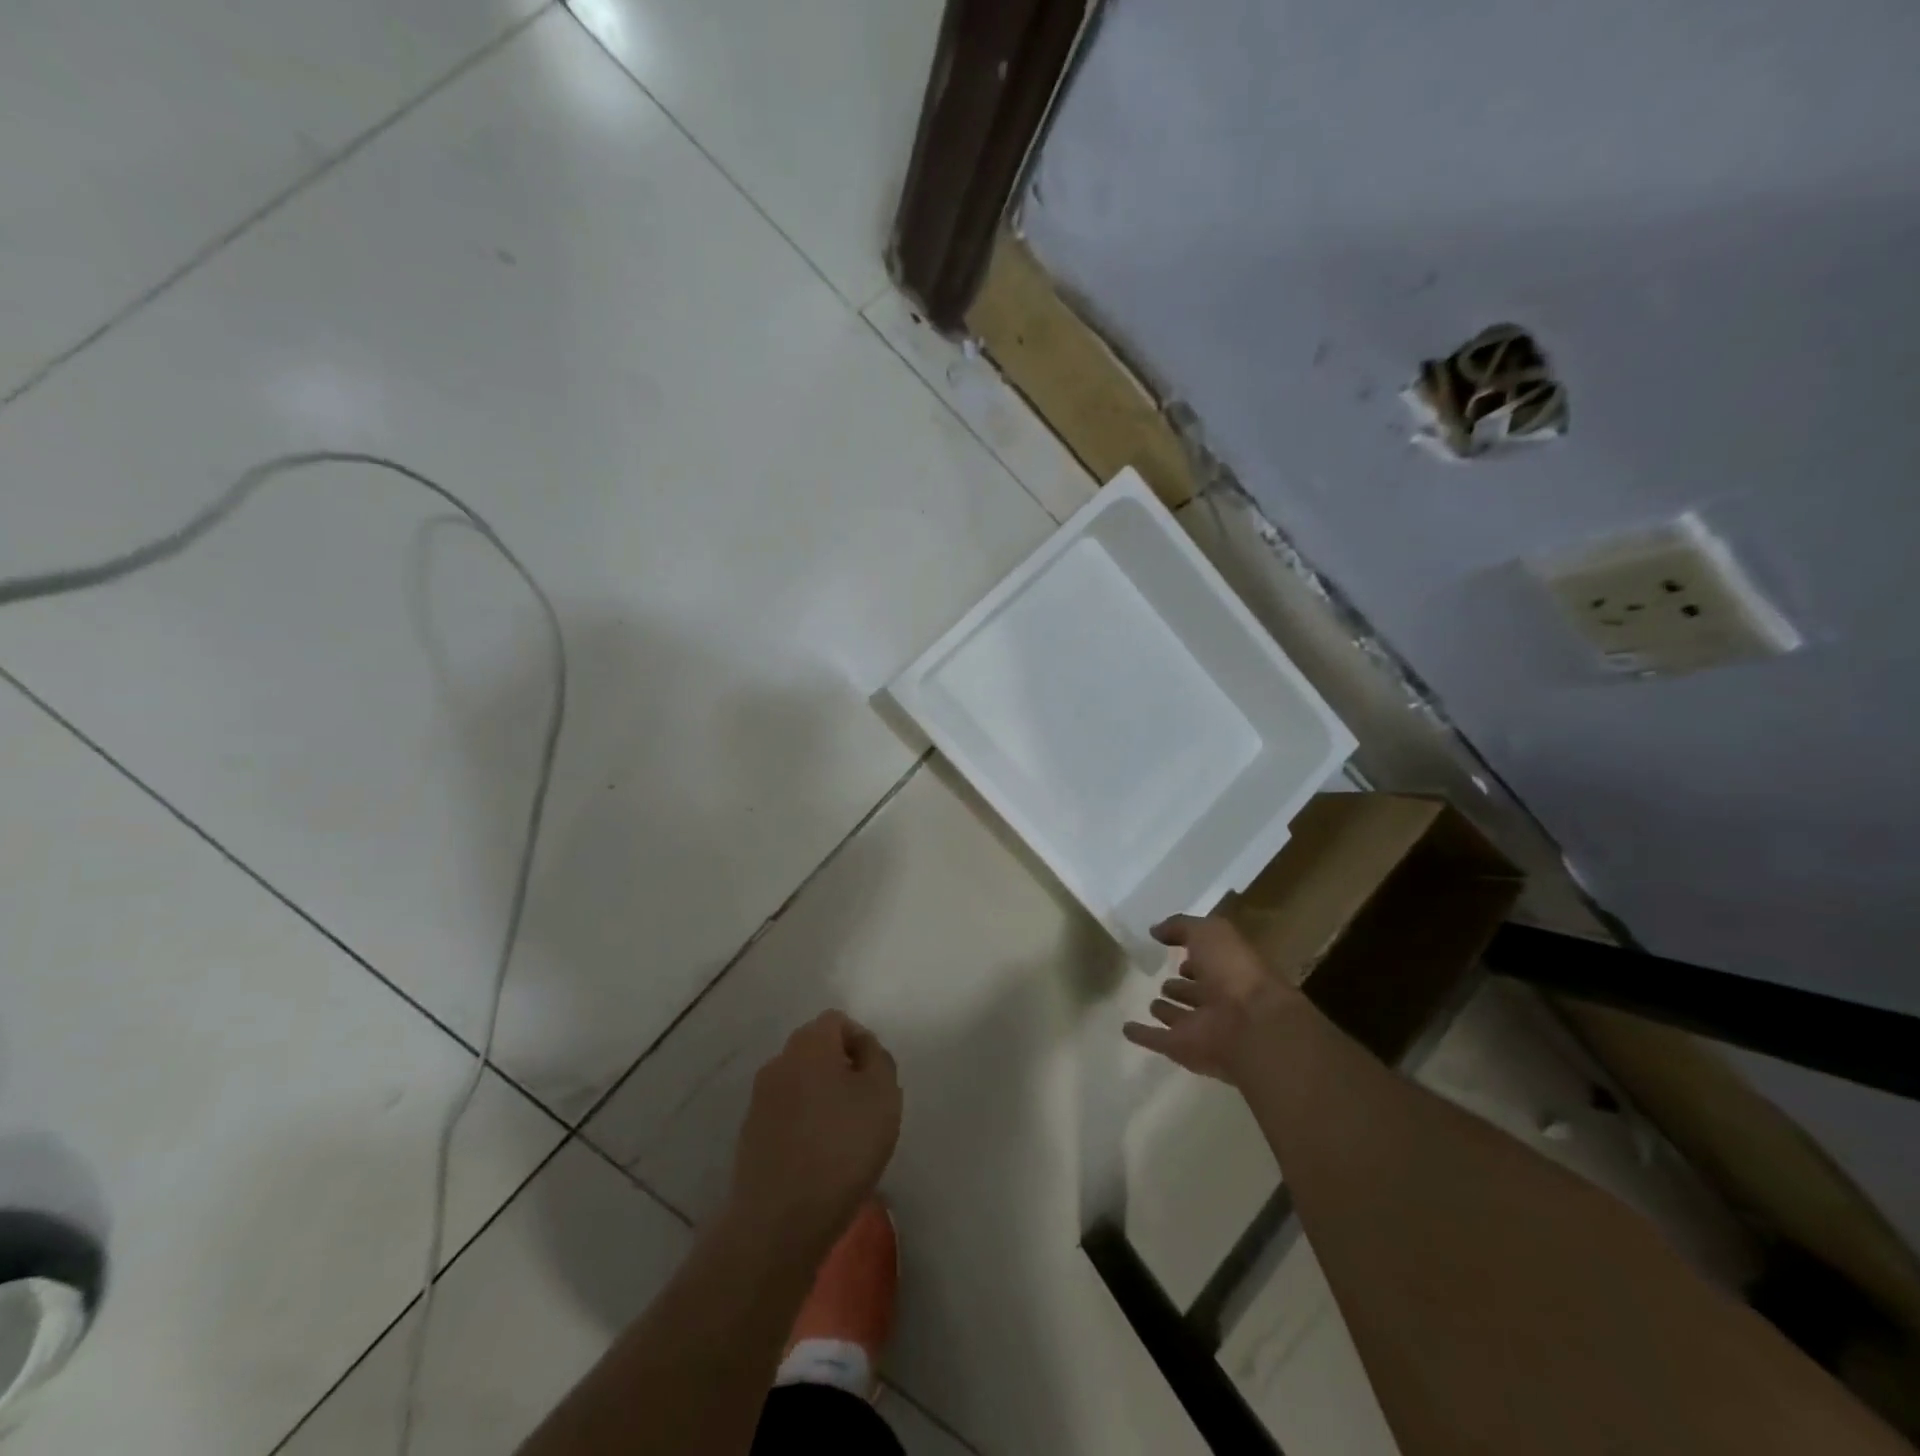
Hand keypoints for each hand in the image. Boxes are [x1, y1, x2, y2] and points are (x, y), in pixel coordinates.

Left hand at [726, 1010, 902, 1259]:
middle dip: (841, 1069)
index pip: (837, 1021)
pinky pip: (785, 1116)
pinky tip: (818, 1159)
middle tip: (864, 1106)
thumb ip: (878, 1059)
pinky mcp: (749, 1136)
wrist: (780, 1220)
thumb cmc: (842, 1146)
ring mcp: (758, 1100)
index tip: (875, 1079)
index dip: (861, 1042)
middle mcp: (778, 1062)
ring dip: (821, 1098)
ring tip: (843, 1137)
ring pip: (799, 1084)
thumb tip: (863, 1049)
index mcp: (809, 1044)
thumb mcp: (883, 1094)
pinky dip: (803, 1126)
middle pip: (816, 1050)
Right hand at [1123, 915, 1307, 1083]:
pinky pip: (1158, 1039)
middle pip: (1196, 992)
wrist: (1251, 1026)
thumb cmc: (1233, 971)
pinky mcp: (1183, 1049)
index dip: (1194, 957)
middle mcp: (1218, 999)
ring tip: (1151, 1004)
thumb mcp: (1208, 932)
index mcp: (1229, 971)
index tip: (1175, 951)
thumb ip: (1181, 926)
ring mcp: (1201, 1026)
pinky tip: (1126, 1029)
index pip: (1208, 962)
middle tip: (1164, 983)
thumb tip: (1156, 930)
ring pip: (1180, 1018)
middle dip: (1181, 987)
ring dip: (1167, 1012)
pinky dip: (1143, 1035)